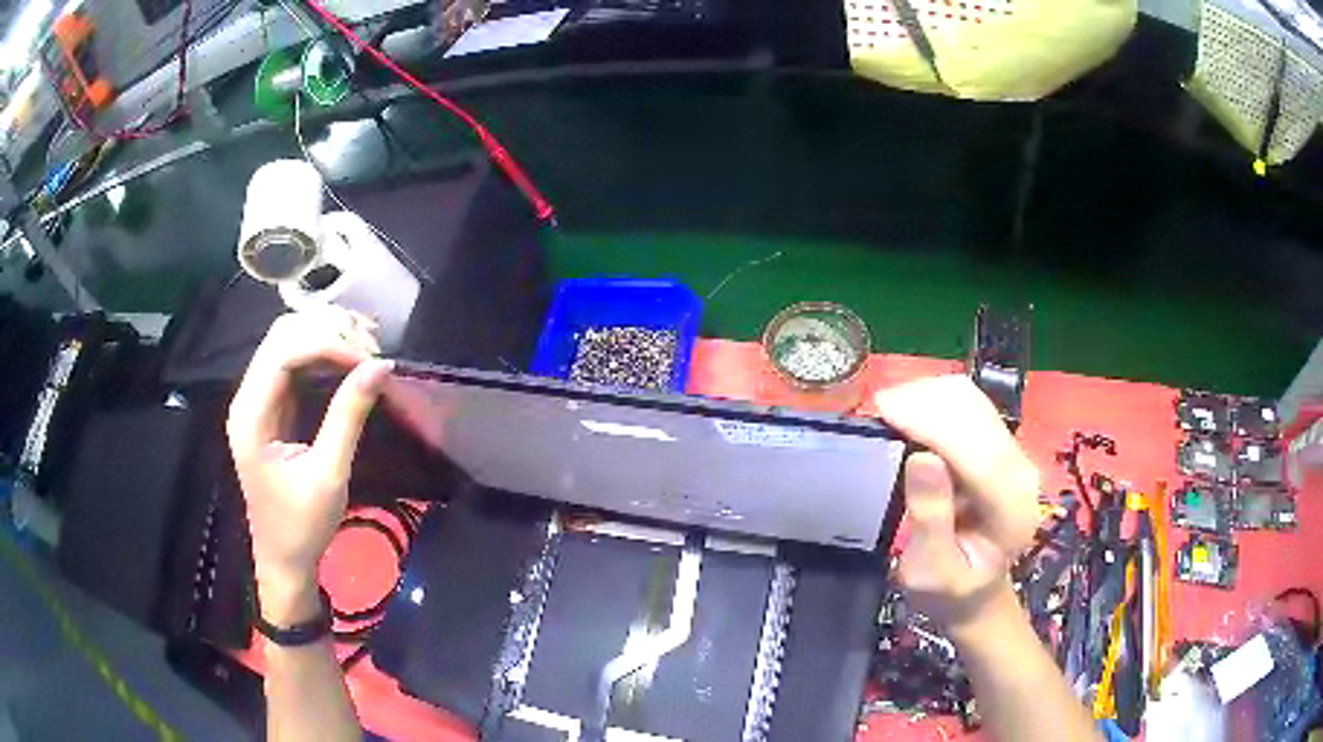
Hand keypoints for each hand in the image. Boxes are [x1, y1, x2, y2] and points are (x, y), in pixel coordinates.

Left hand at [226, 309, 391, 624]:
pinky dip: (325, 354)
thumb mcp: (329, 474)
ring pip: (290, 341)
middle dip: (328, 332)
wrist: (284, 559)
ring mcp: (258, 399)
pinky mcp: (272, 407)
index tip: (368, 359)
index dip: (327, 343)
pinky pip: (296, 362)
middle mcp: (248, 397)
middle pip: (283, 335)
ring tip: (366, 352)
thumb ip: (349, 416)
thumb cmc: (302, 525)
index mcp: (250, 414)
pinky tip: (351, 360)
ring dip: (328, 338)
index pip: (283, 351)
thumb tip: (381, 367)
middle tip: (371, 351)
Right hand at [874, 375, 1041, 637]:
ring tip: (889, 412)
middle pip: (977, 415)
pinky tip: (911, 414)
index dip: (934, 423)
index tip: (885, 408)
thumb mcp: (931, 572)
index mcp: (1011, 509)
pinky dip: (935, 401)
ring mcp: (1013, 452)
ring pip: (972, 401)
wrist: (976, 590)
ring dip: (928, 397)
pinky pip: (968, 405)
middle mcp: (1021, 470)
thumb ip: (931, 519)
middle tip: (877, 411)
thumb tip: (921, 458)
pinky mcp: (999, 442)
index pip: (980, 452)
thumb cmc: (949, 589)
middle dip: (926, 402)